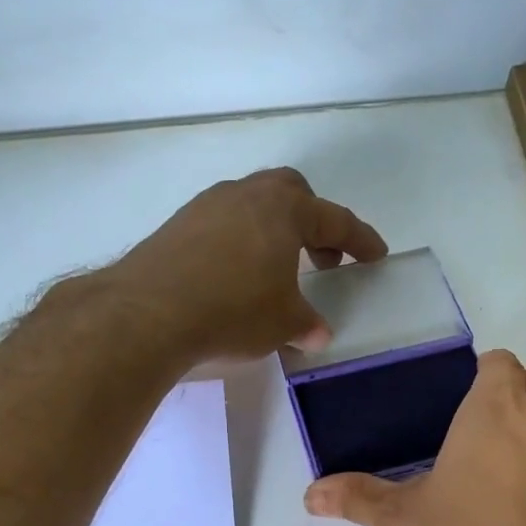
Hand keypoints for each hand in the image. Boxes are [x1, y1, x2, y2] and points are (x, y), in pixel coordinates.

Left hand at [113, 168, 387, 361]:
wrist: (148, 313)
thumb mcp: (283, 324)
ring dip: (273, 231)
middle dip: (313, 221)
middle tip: (321, 258)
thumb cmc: (233, 311)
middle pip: (291, 193)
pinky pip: (223, 224)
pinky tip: (234, 276)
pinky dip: (240, 242)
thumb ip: (306, 324)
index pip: (335, 220)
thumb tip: (316, 333)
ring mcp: (207, 206)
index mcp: (285, 210)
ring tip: (276, 271)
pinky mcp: (177, 225)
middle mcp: (247, 195)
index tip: (376, 255)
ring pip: (253, 205)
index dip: (360, 239)